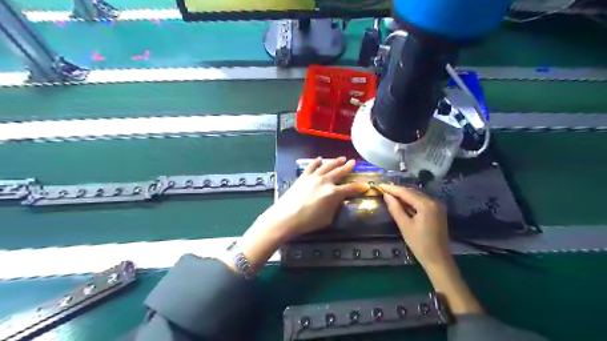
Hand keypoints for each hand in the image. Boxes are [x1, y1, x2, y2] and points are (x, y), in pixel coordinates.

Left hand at [257, 156, 370, 239]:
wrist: (285, 217)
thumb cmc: (308, 222)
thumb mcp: (327, 218)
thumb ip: (334, 207)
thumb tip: (337, 199)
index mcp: (333, 193)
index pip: (350, 188)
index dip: (359, 187)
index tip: (365, 186)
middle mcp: (325, 182)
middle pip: (339, 172)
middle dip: (348, 167)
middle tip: (353, 162)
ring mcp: (313, 177)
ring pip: (327, 166)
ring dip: (335, 162)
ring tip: (342, 158)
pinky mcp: (303, 177)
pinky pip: (311, 166)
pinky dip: (316, 162)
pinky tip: (320, 159)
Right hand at [381, 185, 452, 270]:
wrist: (438, 259)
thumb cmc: (419, 244)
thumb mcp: (404, 226)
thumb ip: (395, 208)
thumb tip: (386, 195)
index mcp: (426, 205)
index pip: (406, 192)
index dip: (392, 189)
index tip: (380, 185)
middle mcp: (434, 201)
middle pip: (412, 192)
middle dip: (398, 190)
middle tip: (383, 189)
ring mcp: (437, 206)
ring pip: (417, 196)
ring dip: (404, 195)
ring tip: (390, 194)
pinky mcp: (438, 211)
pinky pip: (422, 201)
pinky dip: (411, 200)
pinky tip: (402, 202)